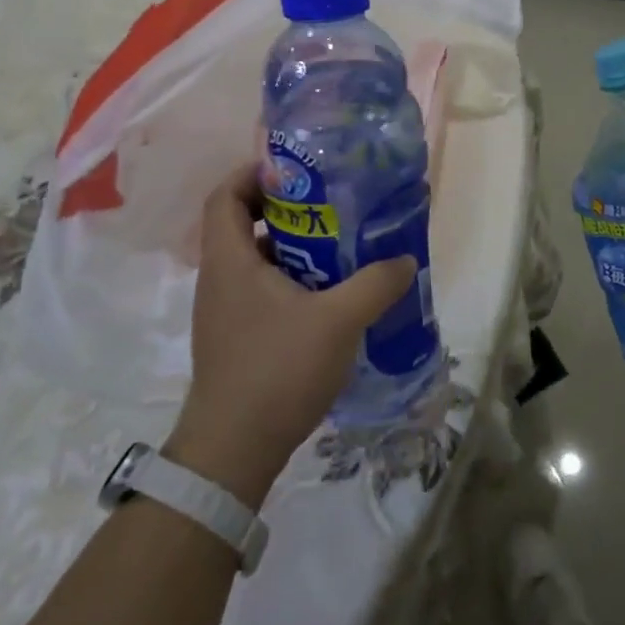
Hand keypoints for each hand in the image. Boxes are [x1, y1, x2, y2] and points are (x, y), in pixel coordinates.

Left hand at [165, 163, 416, 508]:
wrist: (233, 451)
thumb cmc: (277, 369)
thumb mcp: (339, 320)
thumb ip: (376, 284)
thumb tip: (405, 259)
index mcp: (230, 261)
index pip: (225, 195)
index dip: (253, 174)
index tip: (296, 172)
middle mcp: (219, 280)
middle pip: (242, 225)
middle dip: (287, 211)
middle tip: (331, 208)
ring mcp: (223, 313)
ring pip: (255, 262)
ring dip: (293, 250)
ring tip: (338, 250)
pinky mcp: (234, 339)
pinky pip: (260, 292)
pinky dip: (290, 282)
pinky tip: (327, 299)